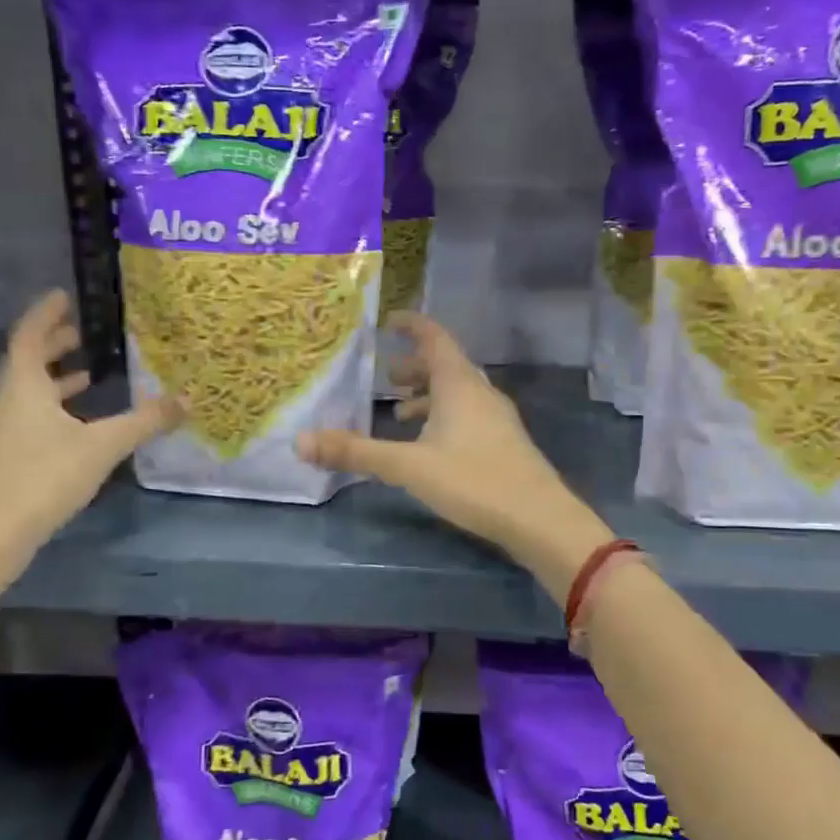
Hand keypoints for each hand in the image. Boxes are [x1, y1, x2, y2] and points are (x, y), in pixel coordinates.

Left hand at [0, 290, 182, 548]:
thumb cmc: (43, 477)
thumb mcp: (102, 445)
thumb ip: (145, 421)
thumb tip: (188, 398)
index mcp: (25, 387)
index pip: (29, 335)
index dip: (45, 313)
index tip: (64, 295)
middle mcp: (12, 402)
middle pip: (28, 361)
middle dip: (54, 342)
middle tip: (83, 330)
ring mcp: (8, 431)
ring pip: (32, 391)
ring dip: (57, 376)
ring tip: (90, 372)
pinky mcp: (13, 456)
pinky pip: (36, 415)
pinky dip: (58, 406)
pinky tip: (83, 422)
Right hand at [297, 313, 611, 594]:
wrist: (539, 519)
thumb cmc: (473, 481)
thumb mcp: (408, 466)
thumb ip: (356, 452)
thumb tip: (300, 441)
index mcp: (459, 384)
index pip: (434, 337)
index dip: (411, 325)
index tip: (388, 321)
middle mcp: (481, 392)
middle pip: (445, 365)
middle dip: (414, 366)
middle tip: (385, 376)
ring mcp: (497, 417)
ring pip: (458, 393)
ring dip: (428, 395)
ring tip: (399, 412)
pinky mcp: (504, 442)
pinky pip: (468, 414)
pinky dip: (443, 416)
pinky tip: (430, 445)